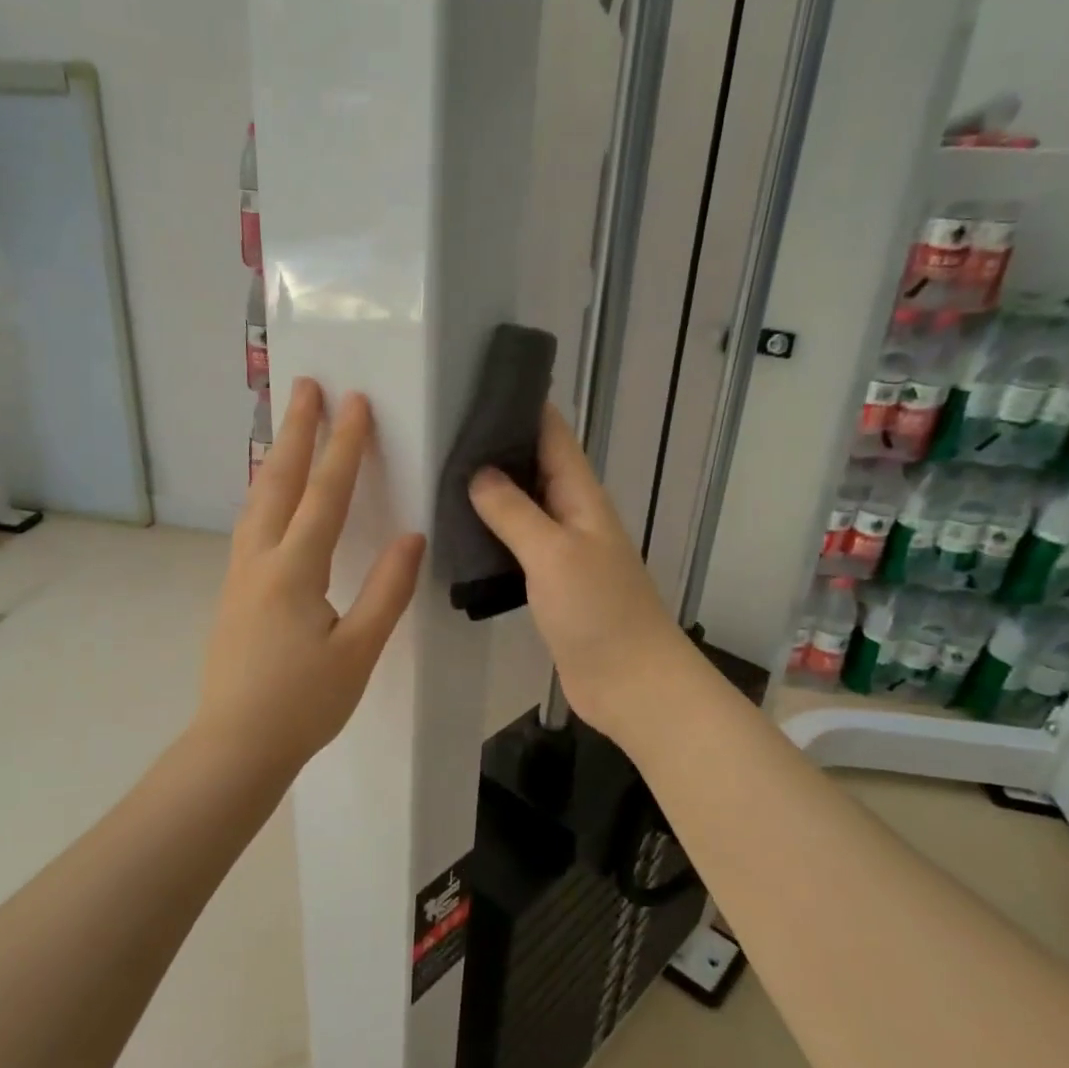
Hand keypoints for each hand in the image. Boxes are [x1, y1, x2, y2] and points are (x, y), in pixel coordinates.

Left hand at [197, 379, 425, 779]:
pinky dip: (265, 493)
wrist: (235, 746)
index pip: (325, 494)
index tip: (355, 402)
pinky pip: (250, 525)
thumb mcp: (357, 651)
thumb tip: (412, 537)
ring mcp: (239, 575)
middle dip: (297, 431)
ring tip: (289, 428)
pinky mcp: (233, 592)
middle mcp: (260, 560)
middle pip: (279, 481)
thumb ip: (387, 591)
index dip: (344, 446)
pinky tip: (271, 498)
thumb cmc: (302, 704)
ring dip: (277, 458)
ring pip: (257, 501)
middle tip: (306, 385)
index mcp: (294, 570)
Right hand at [468, 404, 691, 735]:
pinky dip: (490, 532)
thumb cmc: (598, 611)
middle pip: (533, 466)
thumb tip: (477, 472)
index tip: (475, 385)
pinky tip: (457, 532)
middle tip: (440, 430)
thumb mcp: (553, 553)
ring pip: (521, 506)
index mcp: (580, 496)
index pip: (552, 434)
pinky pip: (516, 545)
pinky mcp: (548, 583)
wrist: (630, 682)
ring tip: (438, 474)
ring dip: (489, 491)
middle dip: (495, 445)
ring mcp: (560, 550)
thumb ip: (514, 511)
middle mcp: (571, 515)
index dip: (521, 405)